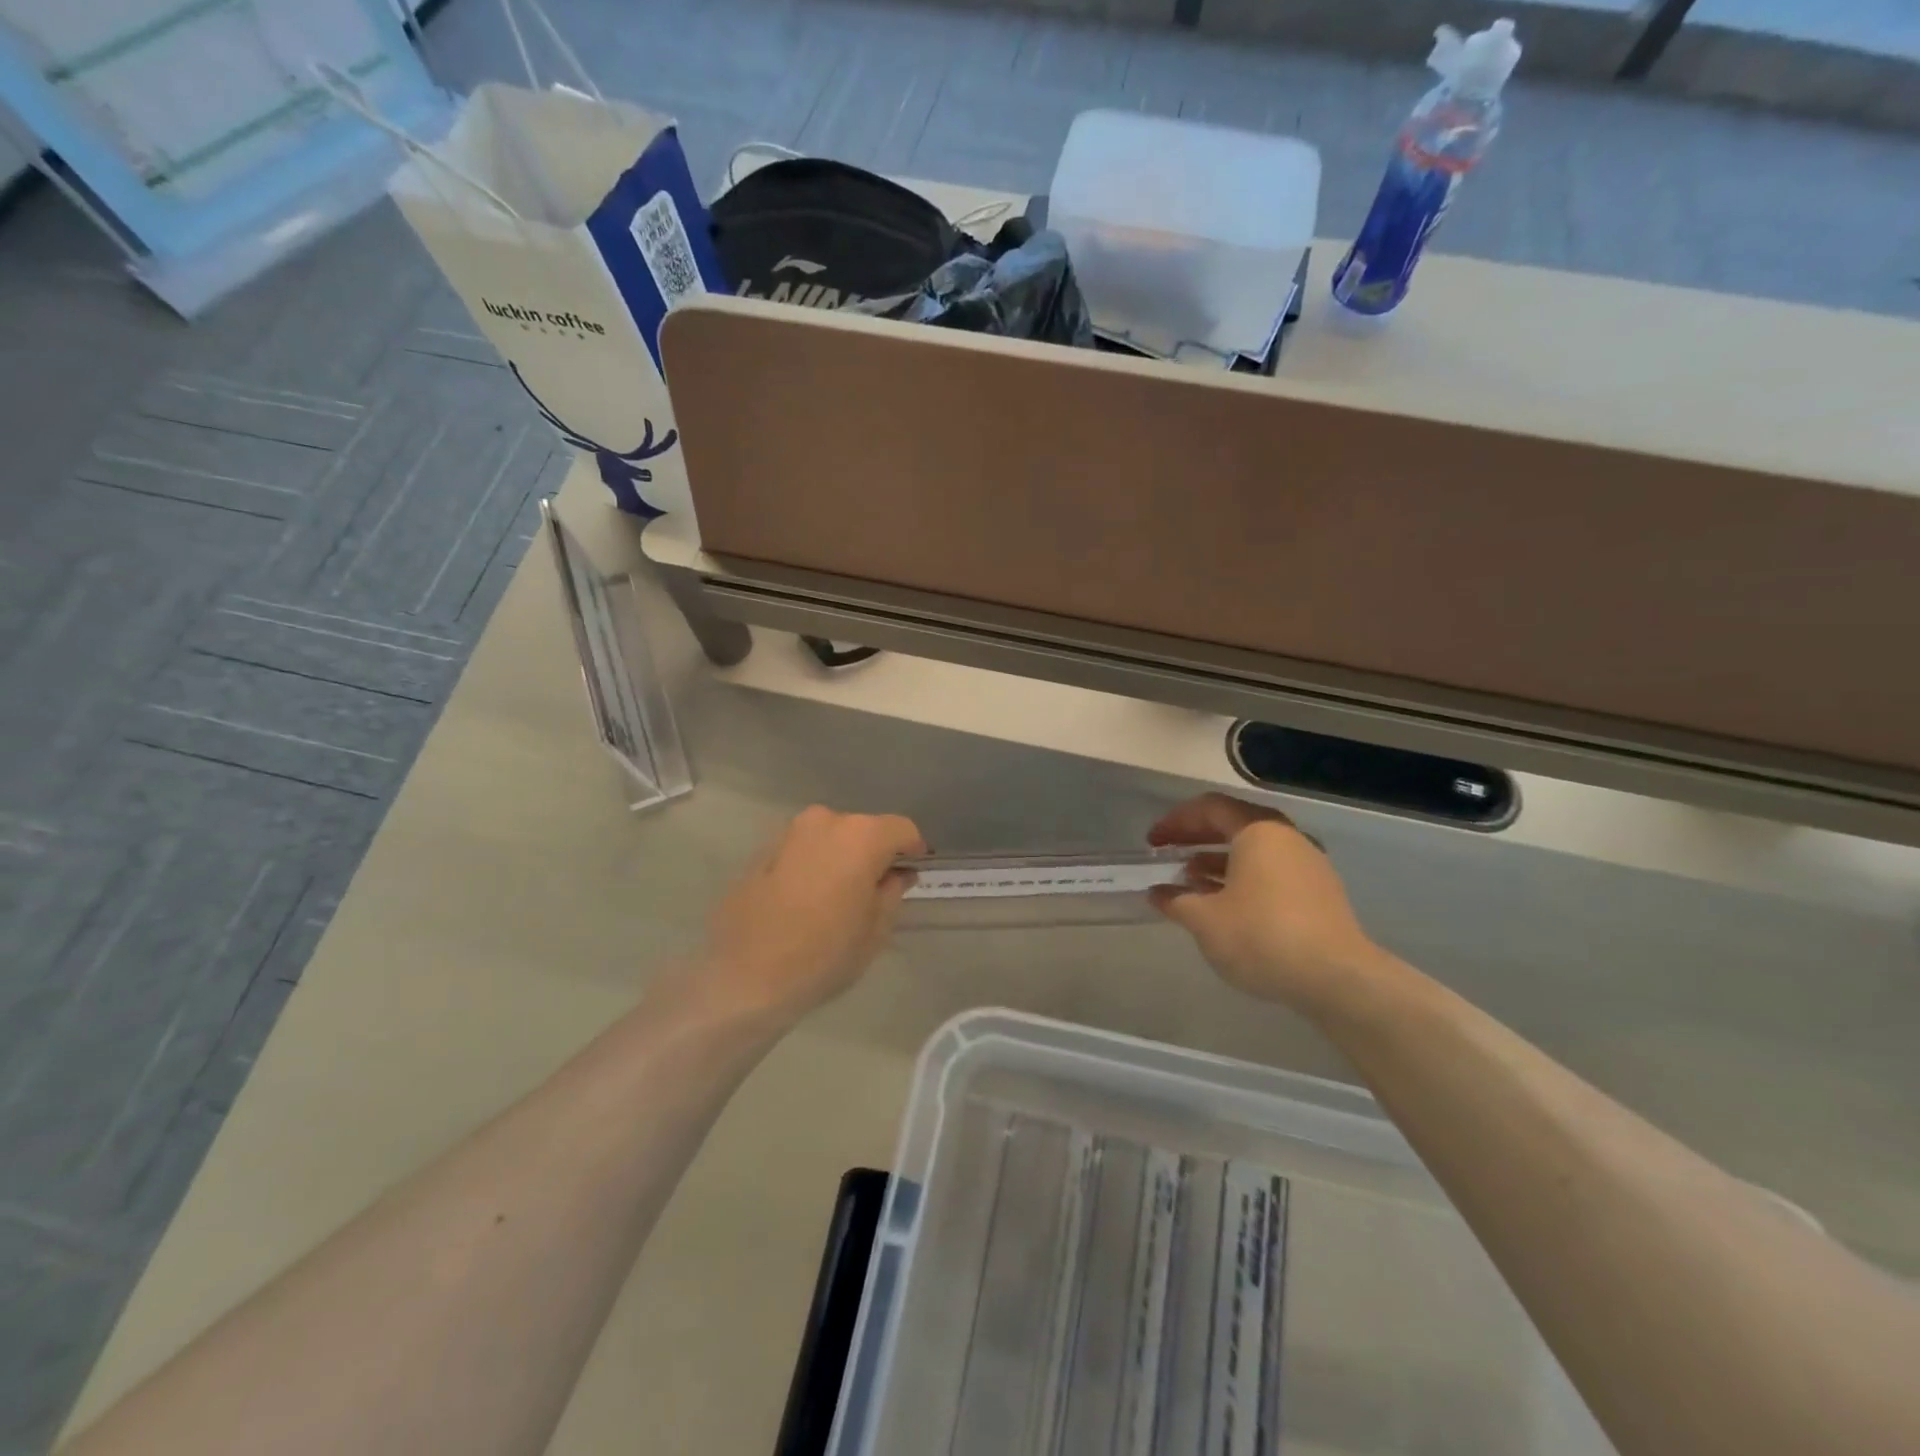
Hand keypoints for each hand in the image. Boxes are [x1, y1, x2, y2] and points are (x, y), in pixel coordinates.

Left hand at [704, 806, 926, 1021]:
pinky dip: (812, 865)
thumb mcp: (875, 931)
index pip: (901, 829)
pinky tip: (806, 899)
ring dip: (840, 857)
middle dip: (874, 852)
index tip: (913, 871)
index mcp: (861, 836)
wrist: (743, 977)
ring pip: (829, 837)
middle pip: (863, 829)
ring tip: (839, 896)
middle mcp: (825, 822)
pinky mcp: (761, 852)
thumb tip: (897, 874)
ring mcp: (789, 834)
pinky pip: (801, 851)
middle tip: (875, 889)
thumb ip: (892, 893)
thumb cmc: (823, 955)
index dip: (912, 848)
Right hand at [1147, 793, 1390, 1017]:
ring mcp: (1308, 865)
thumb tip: (1158, 894)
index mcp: (1258, 831)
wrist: (1336, 979)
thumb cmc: (1262, 936)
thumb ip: (1176, 900)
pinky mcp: (1319, 893)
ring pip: (1254, 851)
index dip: (1176, 822)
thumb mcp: (1205, 920)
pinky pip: (1271, 872)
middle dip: (1196, 837)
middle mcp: (1286, 838)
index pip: (1210, 808)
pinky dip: (1242, 878)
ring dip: (1218, 860)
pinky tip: (1225, 904)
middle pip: (1233, 825)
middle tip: (1166, 853)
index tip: (1152, 842)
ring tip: (1190, 880)